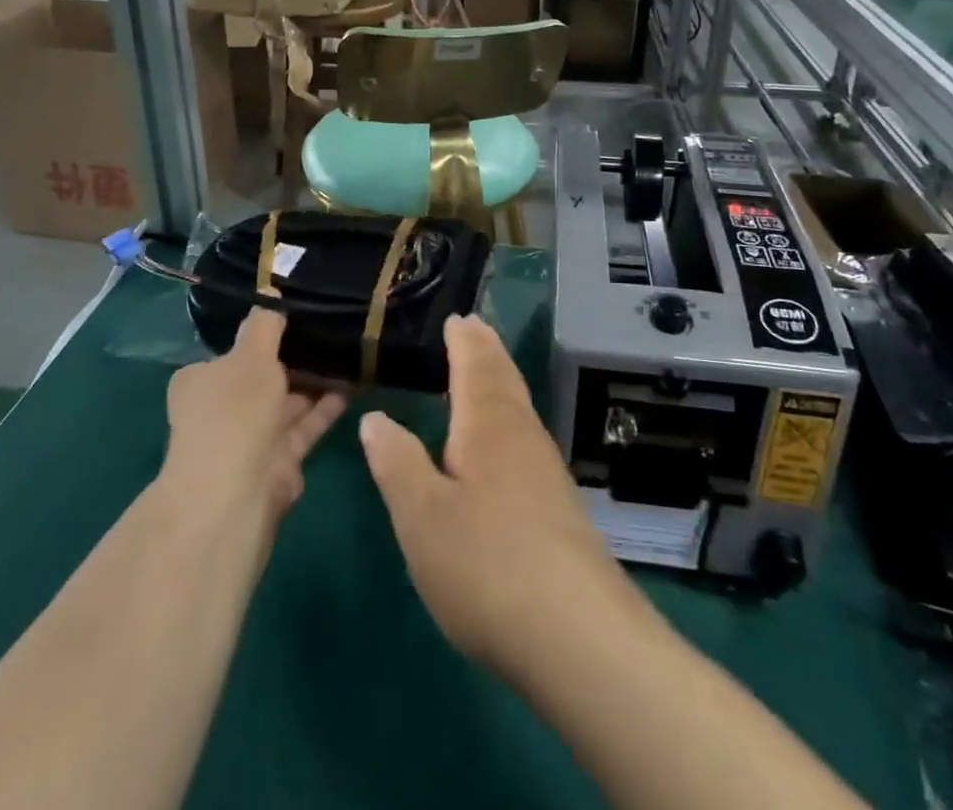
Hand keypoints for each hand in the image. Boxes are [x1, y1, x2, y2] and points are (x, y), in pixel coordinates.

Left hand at [161, 308, 346, 533]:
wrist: (237, 491)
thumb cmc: (235, 409)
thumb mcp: (251, 353)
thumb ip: (265, 324)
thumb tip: (271, 294)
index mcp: (201, 381)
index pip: (233, 352)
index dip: (264, 335)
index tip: (297, 316)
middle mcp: (222, 409)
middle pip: (264, 377)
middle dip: (296, 358)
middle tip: (333, 329)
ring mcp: (251, 438)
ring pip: (289, 401)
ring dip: (317, 380)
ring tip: (352, 351)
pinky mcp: (279, 460)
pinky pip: (307, 424)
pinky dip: (327, 406)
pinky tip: (356, 382)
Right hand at [358, 315, 648, 678]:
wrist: (577, 635)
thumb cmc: (486, 565)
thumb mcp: (421, 516)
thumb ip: (397, 462)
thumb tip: (375, 417)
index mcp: (488, 424)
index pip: (475, 365)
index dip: (464, 340)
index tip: (457, 317)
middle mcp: (522, 435)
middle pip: (504, 378)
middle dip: (487, 350)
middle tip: (474, 327)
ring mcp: (546, 470)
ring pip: (520, 406)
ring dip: (501, 378)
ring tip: (486, 369)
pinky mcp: (559, 504)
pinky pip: (527, 434)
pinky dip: (510, 414)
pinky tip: (506, 440)